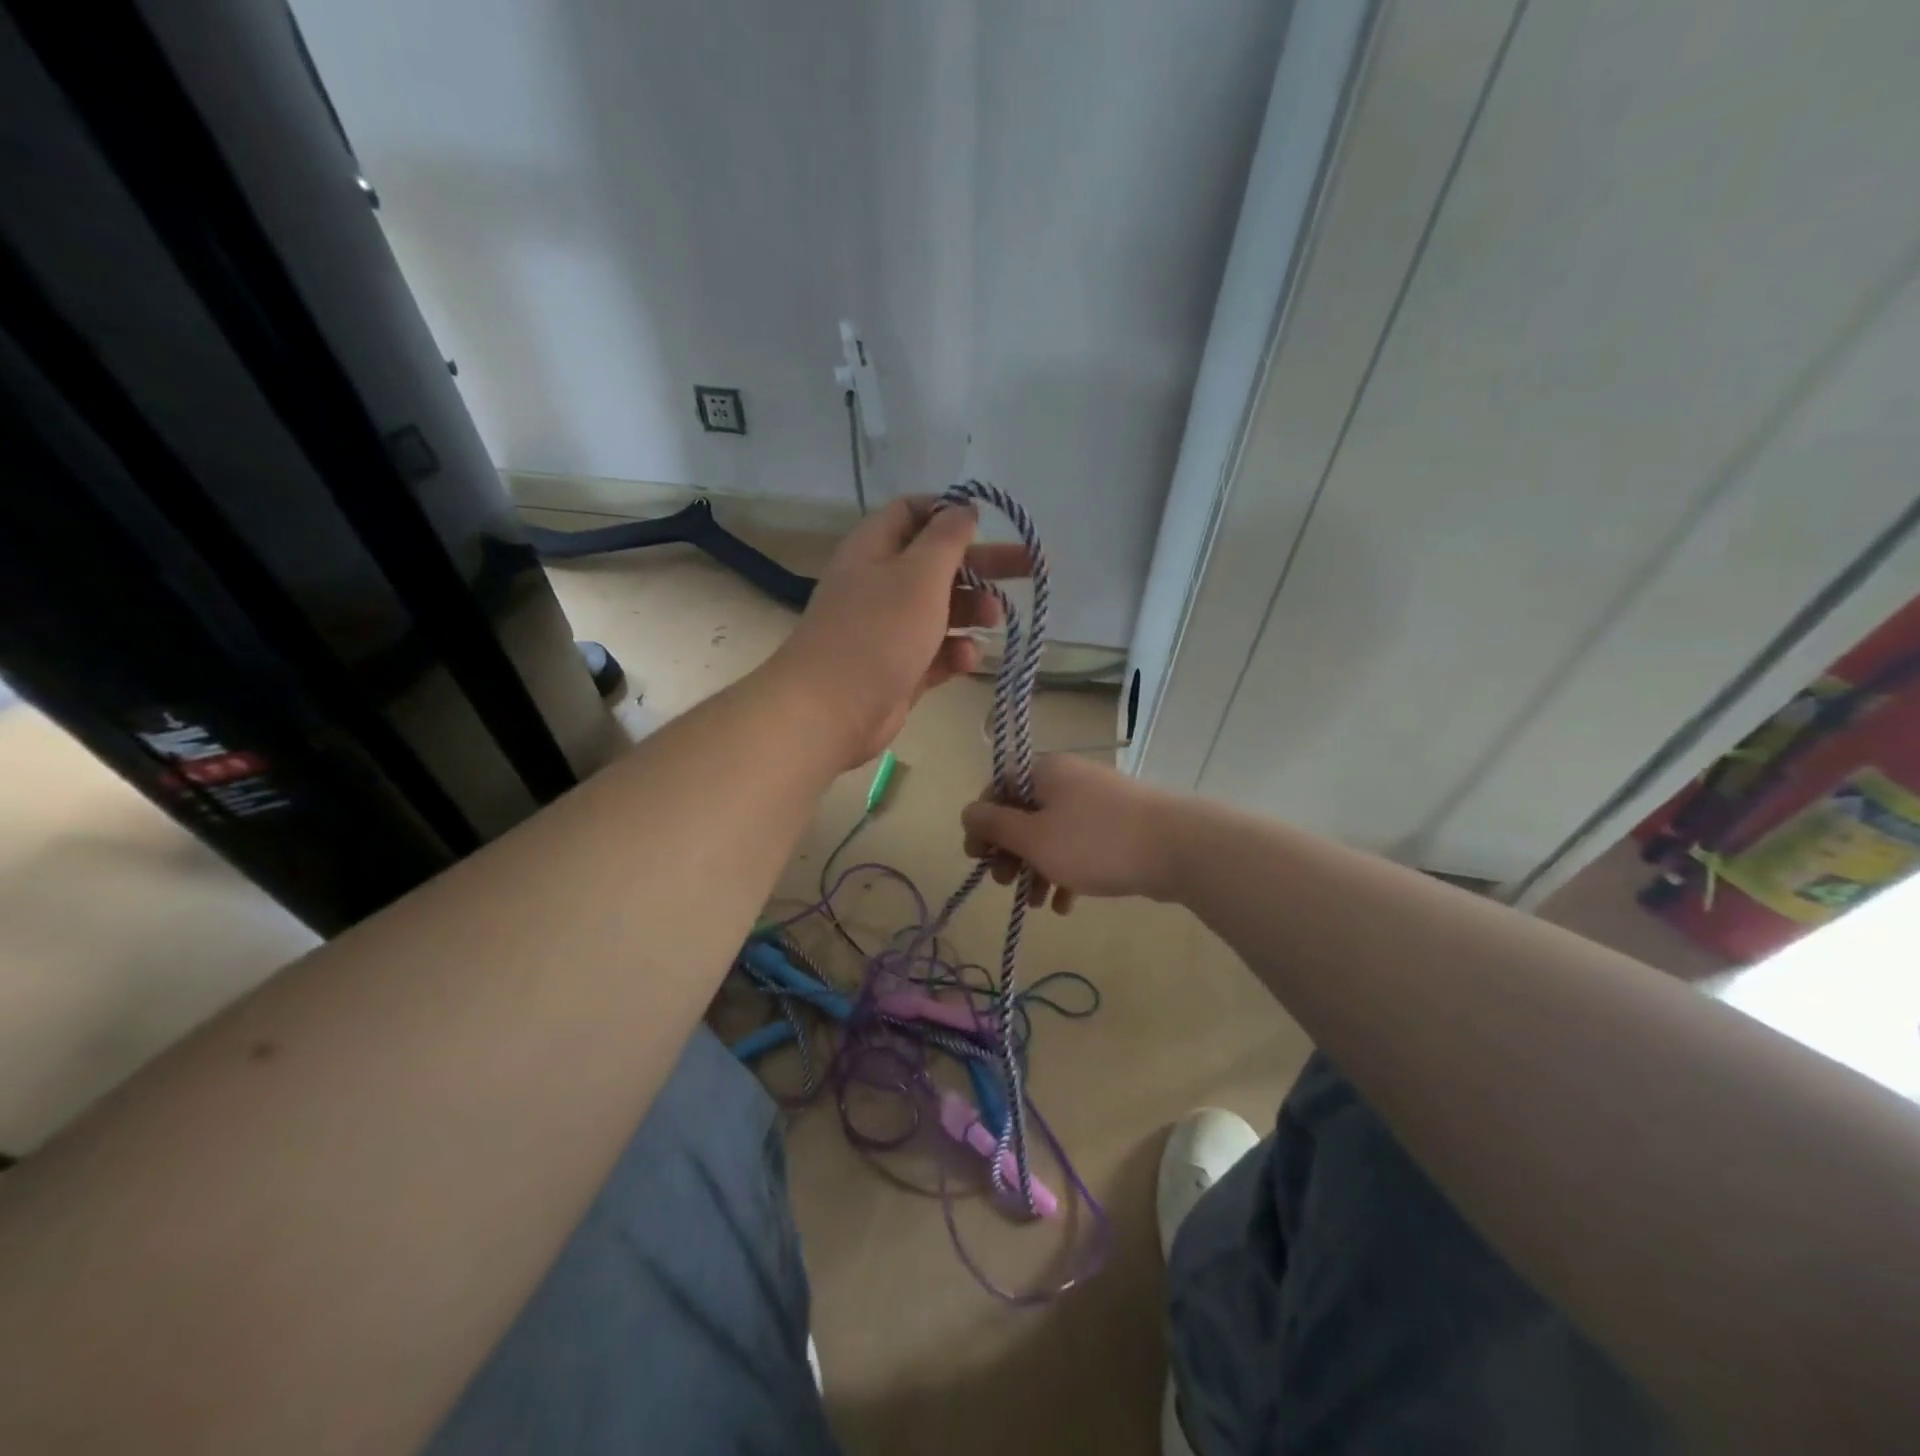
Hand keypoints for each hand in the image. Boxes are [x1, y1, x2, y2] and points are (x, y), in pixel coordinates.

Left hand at [768, 496, 1028, 768]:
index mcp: (876, 549)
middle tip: (1032, 568)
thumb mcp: (919, 576)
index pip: (913, 513)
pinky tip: (966, 659)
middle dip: (984, 565)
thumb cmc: (878, 632)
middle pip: (939, 563)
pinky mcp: (899, 668)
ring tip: (995, 619)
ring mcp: (889, 629)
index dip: (950, 513)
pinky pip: (936, 651)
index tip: (989, 523)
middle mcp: (881, 584)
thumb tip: (963, 508)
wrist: (831, 710)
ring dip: (972, 611)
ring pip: (942, 610)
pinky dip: (954, 652)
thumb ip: (947, 540)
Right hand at [961, 754, 1179, 908]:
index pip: (998, 788)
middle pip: (1024, 813)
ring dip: (1037, 868)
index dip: (982, 823)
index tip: (978, 857)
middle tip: (1005, 884)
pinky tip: (1066, 905)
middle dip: (1010, 852)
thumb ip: (995, 825)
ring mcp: (1096, 801)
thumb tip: (968, 812)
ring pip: (1052, 833)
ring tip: (1036, 903)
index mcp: (1044, 773)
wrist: (1177, 847)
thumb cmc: (1094, 842)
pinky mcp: (1118, 825)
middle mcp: (1068, 779)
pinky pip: (1080, 845)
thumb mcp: (1034, 838)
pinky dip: (1067, 871)